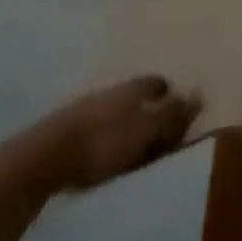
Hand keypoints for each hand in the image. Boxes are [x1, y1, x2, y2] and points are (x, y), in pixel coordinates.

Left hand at [15, 76, 199, 194]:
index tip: (182, 114)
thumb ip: (172, 115)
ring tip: (139, 147)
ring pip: (118, 110)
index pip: (158, 83)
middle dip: (152, 108)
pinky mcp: (71, 128)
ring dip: (130, 123)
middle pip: (139, 96)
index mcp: (132, 88)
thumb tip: (197, 95)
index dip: (172, 95)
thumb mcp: (145, 131)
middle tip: (164, 132)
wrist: (44, 157)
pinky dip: (111, 136)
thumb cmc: (103, 144)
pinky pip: (101, 127)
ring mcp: (87, 108)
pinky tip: (111, 153)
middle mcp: (111, 91)